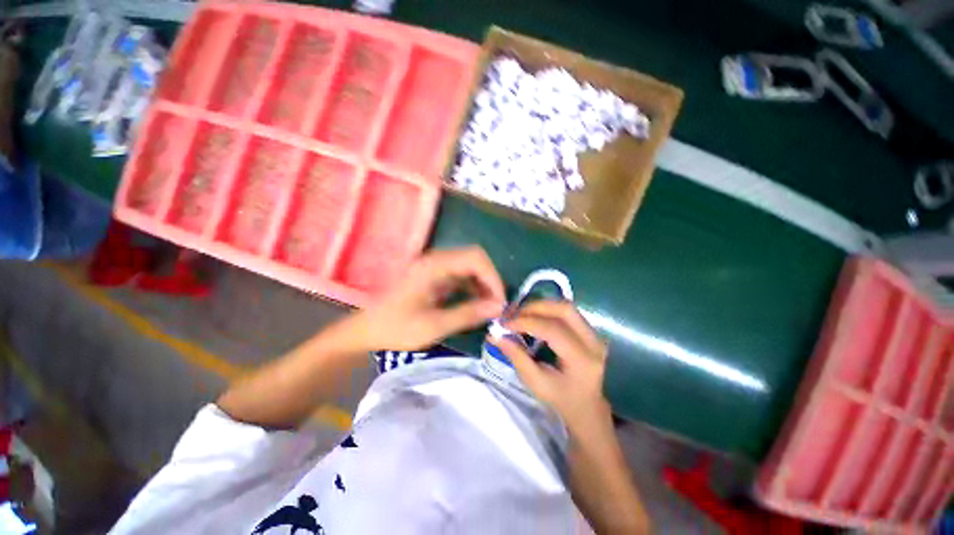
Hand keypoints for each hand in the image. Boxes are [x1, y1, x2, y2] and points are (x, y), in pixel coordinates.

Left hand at [352, 247, 505, 350]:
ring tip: (489, 307)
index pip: (475, 258)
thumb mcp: (434, 326)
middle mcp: (437, 260)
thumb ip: (467, 314)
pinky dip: (474, 288)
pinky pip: (462, 276)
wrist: (367, 330)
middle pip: (475, 259)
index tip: (500, 302)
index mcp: (434, 266)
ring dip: (484, 284)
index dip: (493, 277)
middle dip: (490, 281)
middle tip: (496, 305)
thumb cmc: (396, 328)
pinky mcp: (436, 276)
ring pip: (470, 267)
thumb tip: (498, 307)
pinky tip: (477, 304)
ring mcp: (436, 267)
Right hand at [495, 301, 610, 429]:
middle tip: (513, 314)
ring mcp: (595, 334)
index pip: (553, 330)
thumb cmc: (561, 399)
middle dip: (534, 307)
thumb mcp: (536, 383)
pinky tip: (533, 317)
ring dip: (540, 306)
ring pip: (566, 307)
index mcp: (582, 360)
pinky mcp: (590, 330)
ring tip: (521, 314)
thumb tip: (495, 335)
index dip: (526, 322)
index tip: (504, 323)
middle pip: (564, 309)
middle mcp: (594, 342)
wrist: (588, 407)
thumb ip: (516, 357)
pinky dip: (547, 310)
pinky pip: (567, 312)